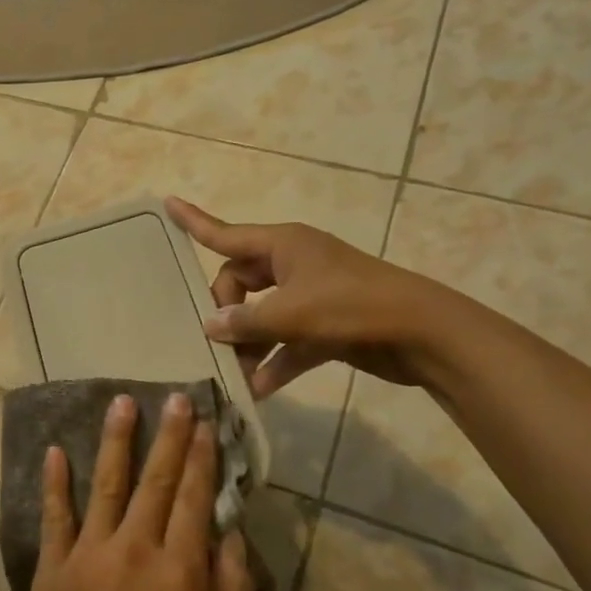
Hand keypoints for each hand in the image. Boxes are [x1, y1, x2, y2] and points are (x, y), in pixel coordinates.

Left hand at [22, 392, 255, 590]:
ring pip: (106, 485)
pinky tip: (55, 452)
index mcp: (179, 571)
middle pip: (155, 481)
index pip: (194, 499)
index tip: (205, 424)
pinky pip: (55, 517)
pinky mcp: (52, 571)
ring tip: (122, 402)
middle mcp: (135, 550)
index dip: (202, 459)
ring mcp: (88, 556)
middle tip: (176, 398)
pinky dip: (55, 483)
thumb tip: (230, 534)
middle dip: (169, 437)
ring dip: (115, 442)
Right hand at [166, 196, 459, 394]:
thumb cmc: (352, 307)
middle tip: (219, 341)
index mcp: (283, 245)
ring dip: (250, 344)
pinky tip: (260, 388)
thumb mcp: (292, 313)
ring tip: (234, 374)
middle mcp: (292, 264)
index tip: (166, 202)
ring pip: (263, 315)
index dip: (194, 220)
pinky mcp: (326, 325)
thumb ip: (246, 321)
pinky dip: (276, 360)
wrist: (423, 332)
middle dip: (226, 312)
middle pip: (240, 282)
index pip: (225, 233)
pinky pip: (288, 340)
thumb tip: (212, 325)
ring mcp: (311, 294)